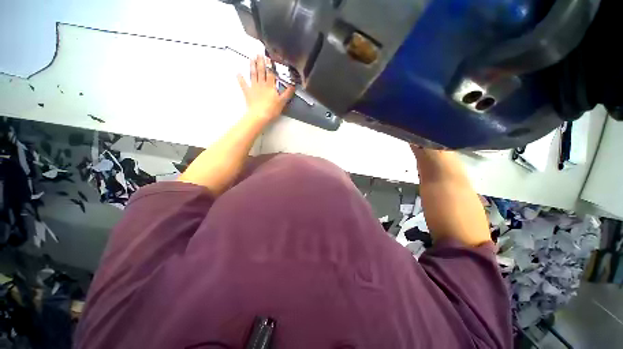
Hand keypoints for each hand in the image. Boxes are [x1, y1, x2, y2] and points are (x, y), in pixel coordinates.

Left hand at [237, 55, 294, 123]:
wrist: (260, 115)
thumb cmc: (272, 109)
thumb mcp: (282, 102)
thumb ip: (287, 93)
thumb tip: (293, 85)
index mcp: (270, 86)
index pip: (270, 73)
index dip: (270, 65)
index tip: (268, 56)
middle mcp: (261, 84)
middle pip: (261, 71)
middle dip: (260, 62)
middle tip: (259, 53)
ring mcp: (253, 87)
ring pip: (253, 74)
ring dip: (252, 66)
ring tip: (251, 58)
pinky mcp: (247, 92)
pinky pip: (243, 84)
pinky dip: (240, 78)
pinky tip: (238, 72)